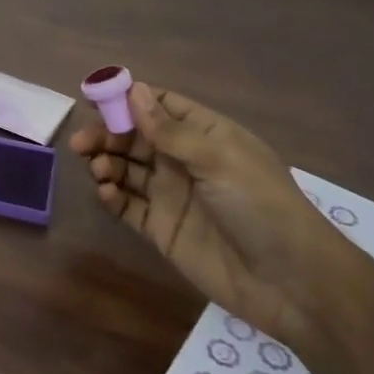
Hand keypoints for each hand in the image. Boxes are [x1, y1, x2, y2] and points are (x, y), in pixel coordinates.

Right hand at [70, 82, 359, 345]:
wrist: (291, 283)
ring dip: (107, 164)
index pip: (161, 106)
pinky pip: (128, 206)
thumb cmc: (261, 207)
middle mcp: (185, 161)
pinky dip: (112, 196)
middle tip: (82, 142)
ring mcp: (172, 196)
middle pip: (136, 138)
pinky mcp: (162, 229)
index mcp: (206, 136)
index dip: (128, 100)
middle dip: (108, 135)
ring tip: (98, 169)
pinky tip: (106, 193)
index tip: (94, 98)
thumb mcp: (219, 160)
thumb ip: (171, 131)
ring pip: (127, 170)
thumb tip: (134, 90)